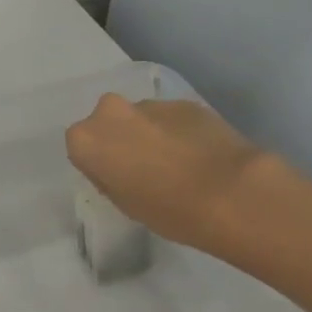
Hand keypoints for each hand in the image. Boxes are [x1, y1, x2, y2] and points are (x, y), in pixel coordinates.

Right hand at [65, 95, 271, 254]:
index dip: (99, 163)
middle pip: (108, 123)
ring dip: (151, 134)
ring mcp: (151, 104)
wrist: (230, 194)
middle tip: (143, 168)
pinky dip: (178, 132)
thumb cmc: (166, 209)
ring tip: (177, 164)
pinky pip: (171, 118)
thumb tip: (116, 165)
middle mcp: (111, 111)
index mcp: (86, 138)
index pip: (81, 147)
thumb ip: (109, 176)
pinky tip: (199, 156)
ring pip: (141, 118)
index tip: (117, 179)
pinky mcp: (186, 102)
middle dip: (122, 139)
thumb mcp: (123, 203)